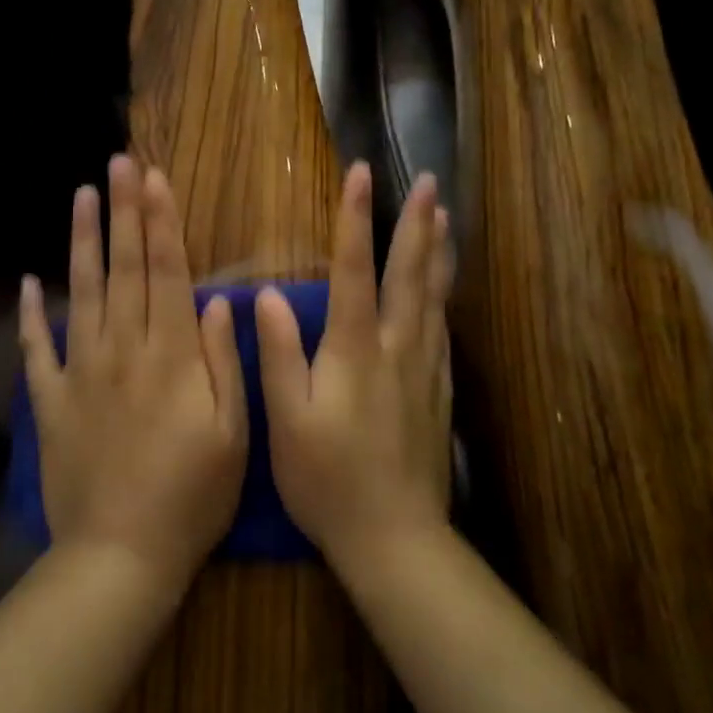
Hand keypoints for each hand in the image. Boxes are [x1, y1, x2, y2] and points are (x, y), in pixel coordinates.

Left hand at [19, 155, 249, 594]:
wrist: (121, 555)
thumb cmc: (192, 497)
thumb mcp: (233, 433)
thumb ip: (224, 361)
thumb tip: (217, 299)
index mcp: (172, 355)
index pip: (167, 272)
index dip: (161, 221)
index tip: (154, 179)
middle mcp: (124, 349)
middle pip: (124, 267)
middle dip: (123, 211)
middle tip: (118, 163)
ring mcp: (82, 371)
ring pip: (82, 292)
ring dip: (82, 241)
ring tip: (81, 196)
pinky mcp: (52, 400)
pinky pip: (38, 348)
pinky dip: (31, 314)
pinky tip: (28, 283)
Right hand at [255, 163, 452, 574]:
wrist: (394, 538)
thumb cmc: (327, 479)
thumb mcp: (285, 420)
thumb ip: (278, 354)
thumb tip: (266, 294)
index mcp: (354, 350)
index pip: (353, 270)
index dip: (355, 219)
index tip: (360, 174)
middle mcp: (396, 348)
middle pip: (410, 274)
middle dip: (417, 223)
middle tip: (430, 181)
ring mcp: (424, 370)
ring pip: (435, 297)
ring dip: (438, 252)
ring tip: (445, 217)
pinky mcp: (438, 392)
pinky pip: (444, 330)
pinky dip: (445, 296)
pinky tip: (445, 289)